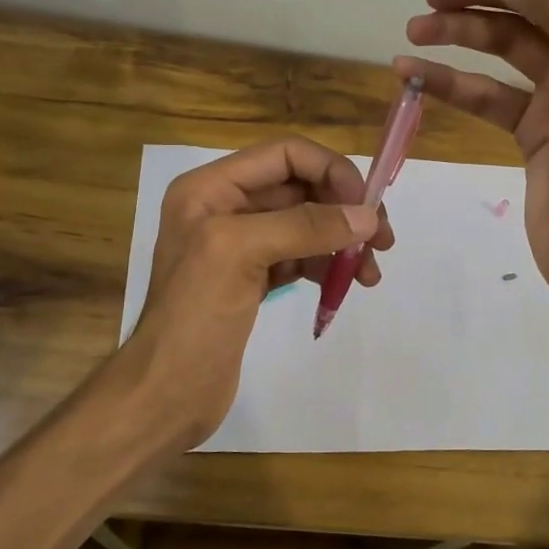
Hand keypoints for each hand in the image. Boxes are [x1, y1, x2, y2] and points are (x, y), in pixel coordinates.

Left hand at [121, 136, 393, 450]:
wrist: (166, 393)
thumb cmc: (194, 316)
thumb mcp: (241, 254)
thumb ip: (305, 226)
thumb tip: (367, 216)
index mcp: (211, 188)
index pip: (285, 155)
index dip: (331, 171)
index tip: (366, 207)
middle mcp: (224, 208)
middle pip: (300, 188)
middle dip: (343, 210)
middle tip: (382, 241)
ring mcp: (239, 245)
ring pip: (305, 225)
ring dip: (342, 242)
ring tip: (370, 274)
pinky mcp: (252, 279)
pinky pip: (300, 257)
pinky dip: (326, 266)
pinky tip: (346, 285)